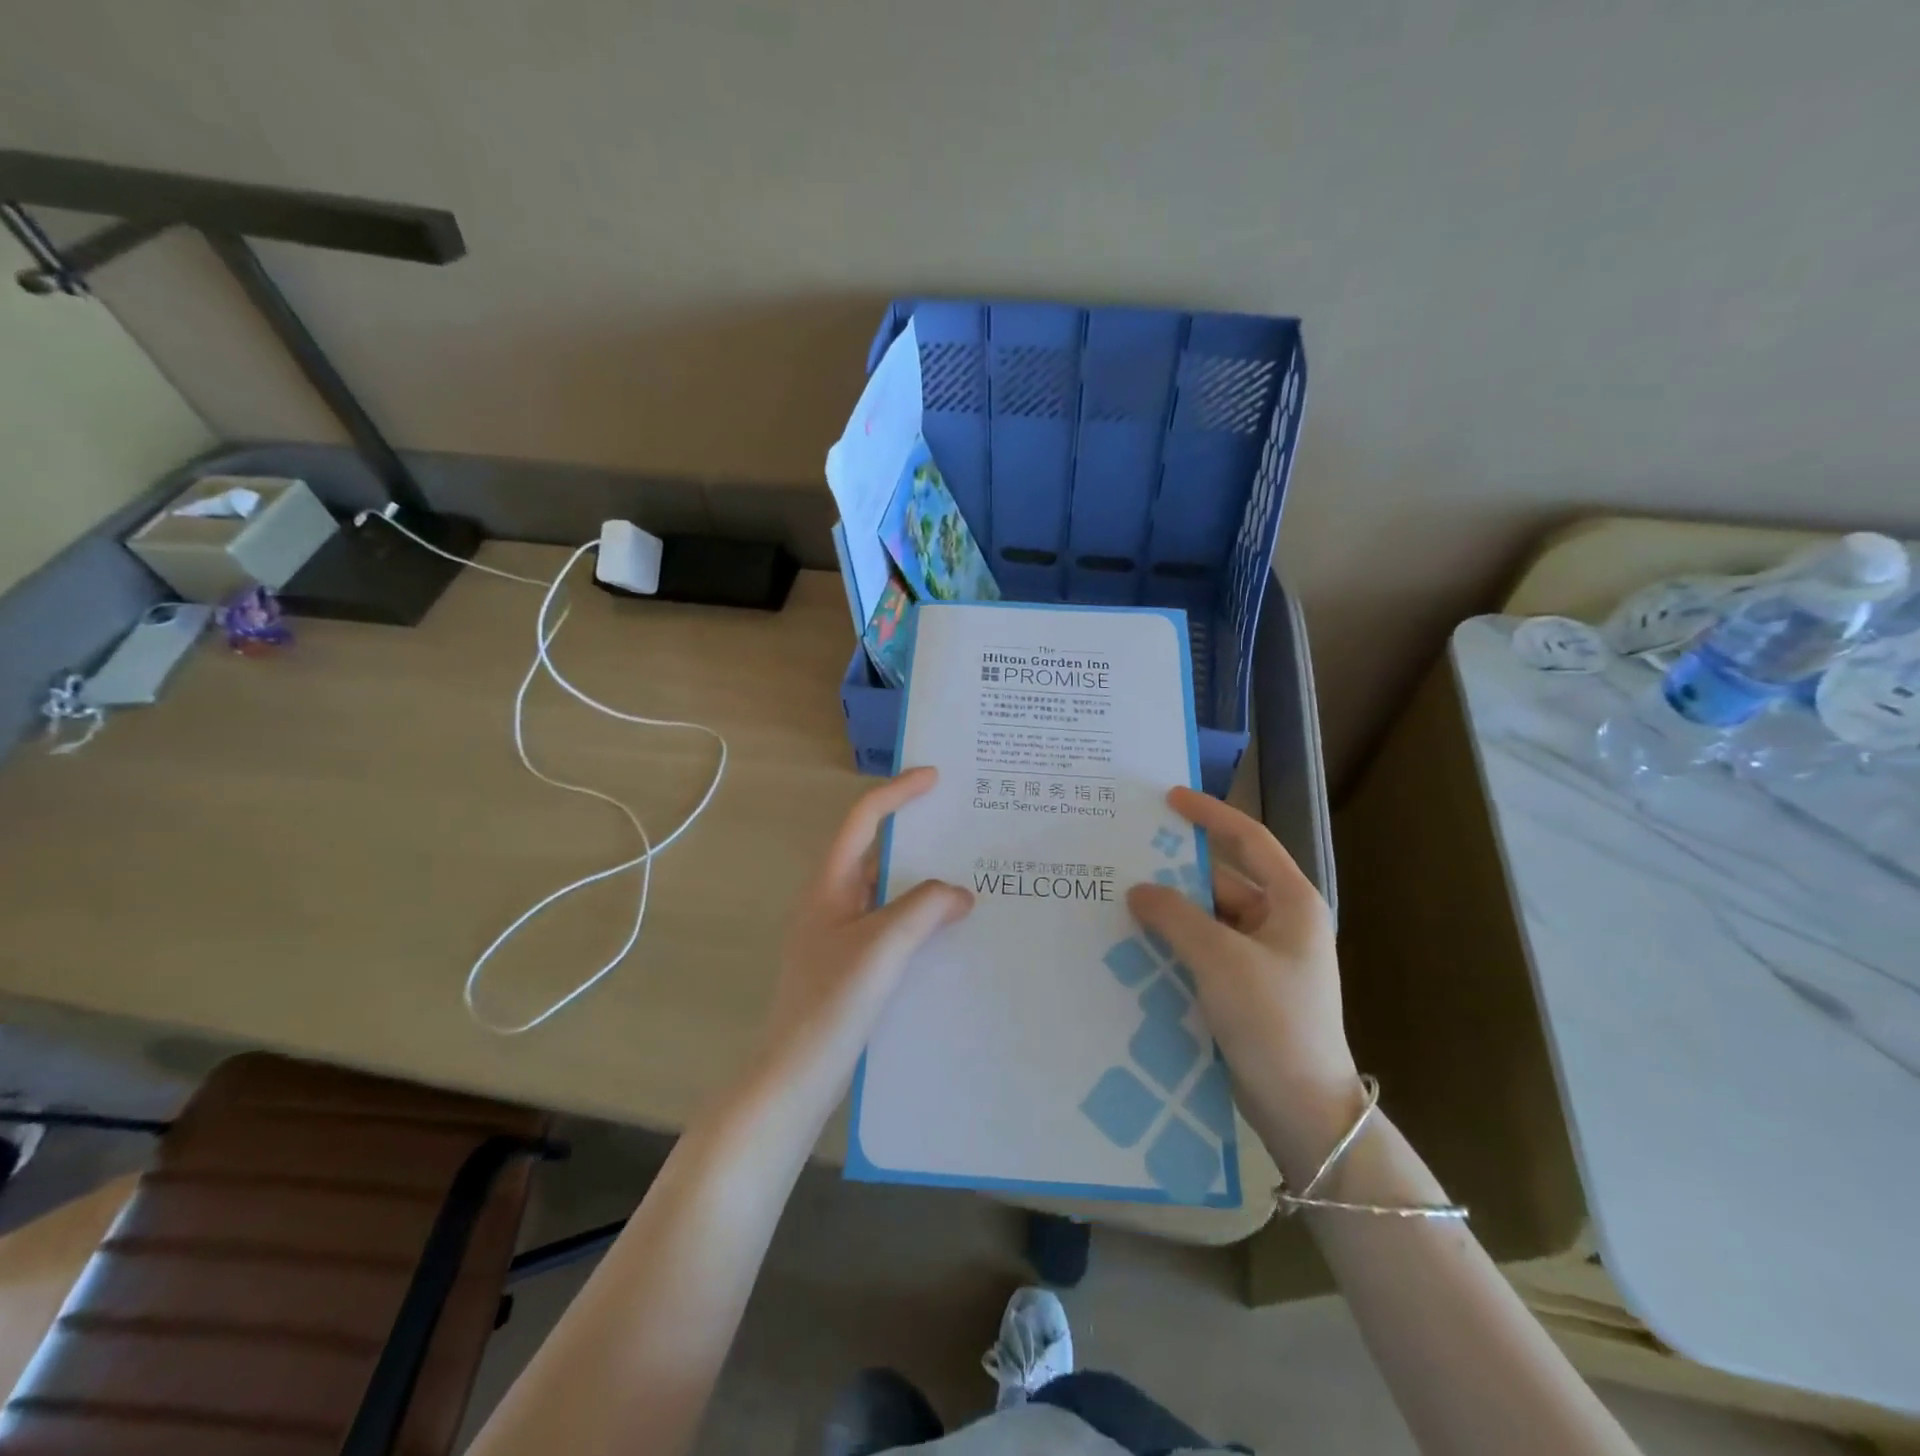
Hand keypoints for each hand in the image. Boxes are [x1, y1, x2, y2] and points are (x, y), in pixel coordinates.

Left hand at [760, 768, 972, 1101]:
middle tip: (963, 828)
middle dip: (917, 836)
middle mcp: (832, 901)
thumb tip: (960, 894)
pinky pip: (891, 925)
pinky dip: (920, 918)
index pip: (863, 820)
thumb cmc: (832, 1001)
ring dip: (922, 881)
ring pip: (887, 892)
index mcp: (830, 884)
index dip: (897, 792)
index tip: (935, 778)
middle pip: (876, 852)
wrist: (796, 1075)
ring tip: (968, 877)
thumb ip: (924, 908)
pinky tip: (949, 932)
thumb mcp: (883, 946)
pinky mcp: (851, 965)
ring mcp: (840, 934)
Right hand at [1126, 787, 1359, 1179]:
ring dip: (1169, 913)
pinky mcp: (1244, 990)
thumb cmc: (1273, 1020)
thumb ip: (1176, 916)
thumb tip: (1138, 890)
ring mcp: (1262, 959)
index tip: (1169, 798)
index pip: (1249, 841)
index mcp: (1291, 904)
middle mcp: (1279, 924)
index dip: (1210, 815)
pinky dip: (1173, 945)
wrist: (1303, 1109)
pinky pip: (1203, 952)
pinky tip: (1135, 945)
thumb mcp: (1220, 959)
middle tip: (1124, 859)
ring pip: (1207, 920)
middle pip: (1220, 883)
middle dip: (1175, 874)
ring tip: (1119, 901)